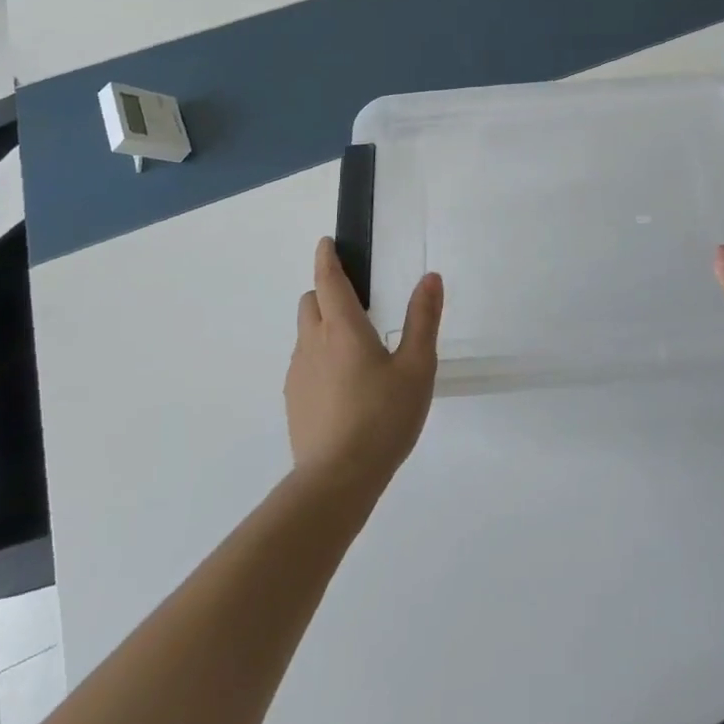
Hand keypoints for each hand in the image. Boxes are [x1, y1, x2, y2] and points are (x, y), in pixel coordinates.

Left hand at [286, 238, 443, 491]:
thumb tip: (430, 277)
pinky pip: (304, 363)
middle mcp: (313, 342)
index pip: (328, 280)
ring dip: (322, 327)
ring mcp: (298, 373)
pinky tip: (343, 385)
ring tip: (355, 350)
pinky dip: (318, 358)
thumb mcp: (417, 367)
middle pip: (311, 302)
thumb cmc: (383, 417)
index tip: (326, 243)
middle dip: (326, 292)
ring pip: (306, 334)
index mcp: (342, 328)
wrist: (337, 480)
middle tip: (356, 303)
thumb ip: (423, 319)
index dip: (326, 258)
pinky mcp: (294, 401)